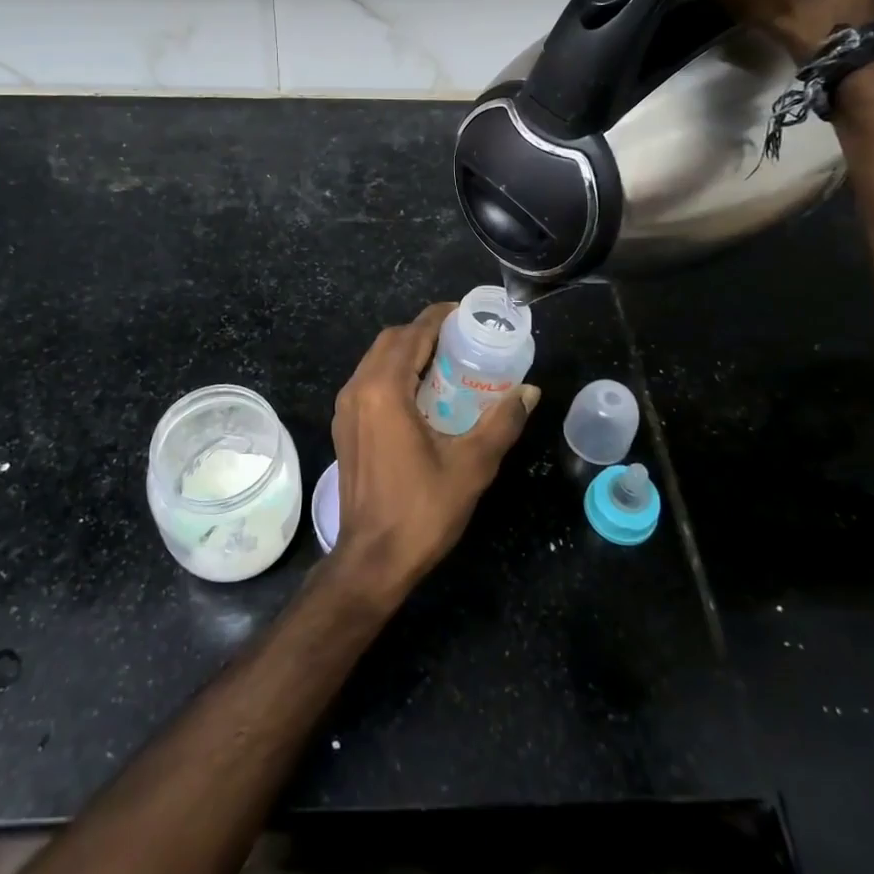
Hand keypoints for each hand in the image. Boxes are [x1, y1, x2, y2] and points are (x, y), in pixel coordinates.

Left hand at [327, 302, 539, 602]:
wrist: (372, 559)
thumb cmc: (422, 510)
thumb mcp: (472, 465)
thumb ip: (502, 422)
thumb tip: (528, 391)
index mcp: (384, 389)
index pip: (412, 334)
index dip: (439, 317)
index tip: (466, 314)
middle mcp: (358, 389)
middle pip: (390, 340)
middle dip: (424, 332)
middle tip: (461, 339)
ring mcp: (346, 408)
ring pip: (376, 360)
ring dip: (407, 352)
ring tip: (446, 362)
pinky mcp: (345, 427)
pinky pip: (369, 381)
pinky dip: (394, 373)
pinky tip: (422, 394)